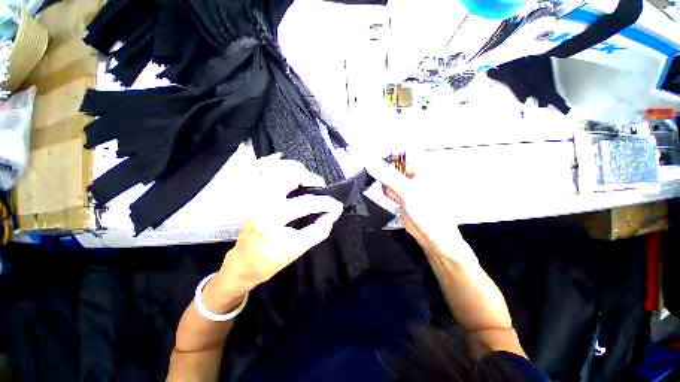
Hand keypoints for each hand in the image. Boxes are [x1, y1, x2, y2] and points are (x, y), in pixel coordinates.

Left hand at [218, 154, 343, 293]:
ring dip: (297, 171)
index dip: (326, 203)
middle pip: (289, 175)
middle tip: (321, 187)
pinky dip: (285, 172)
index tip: (337, 207)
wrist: (244, 263)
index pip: (305, 203)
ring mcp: (256, 196)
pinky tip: (294, 180)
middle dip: (311, 178)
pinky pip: (271, 174)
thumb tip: (333, 213)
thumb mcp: (298, 249)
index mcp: (271, 218)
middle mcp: (262, 201)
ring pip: (278, 169)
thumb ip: (319, 230)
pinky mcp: (256, 195)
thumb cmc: (269, 260)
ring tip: (309, 182)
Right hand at [364, 157, 476, 265]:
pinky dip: (390, 196)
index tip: (380, 169)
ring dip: (390, 189)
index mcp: (423, 170)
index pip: (400, 158)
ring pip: (390, 181)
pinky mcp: (403, 197)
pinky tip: (397, 202)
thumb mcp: (408, 192)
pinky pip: (390, 191)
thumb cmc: (432, 215)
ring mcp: (409, 188)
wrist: (432, 236)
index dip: (389, 164)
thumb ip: (389, 177)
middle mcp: (416, 177)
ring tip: (399, 197)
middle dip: (389, 180)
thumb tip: (374, 165)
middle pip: (393, 170)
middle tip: (396, 189)